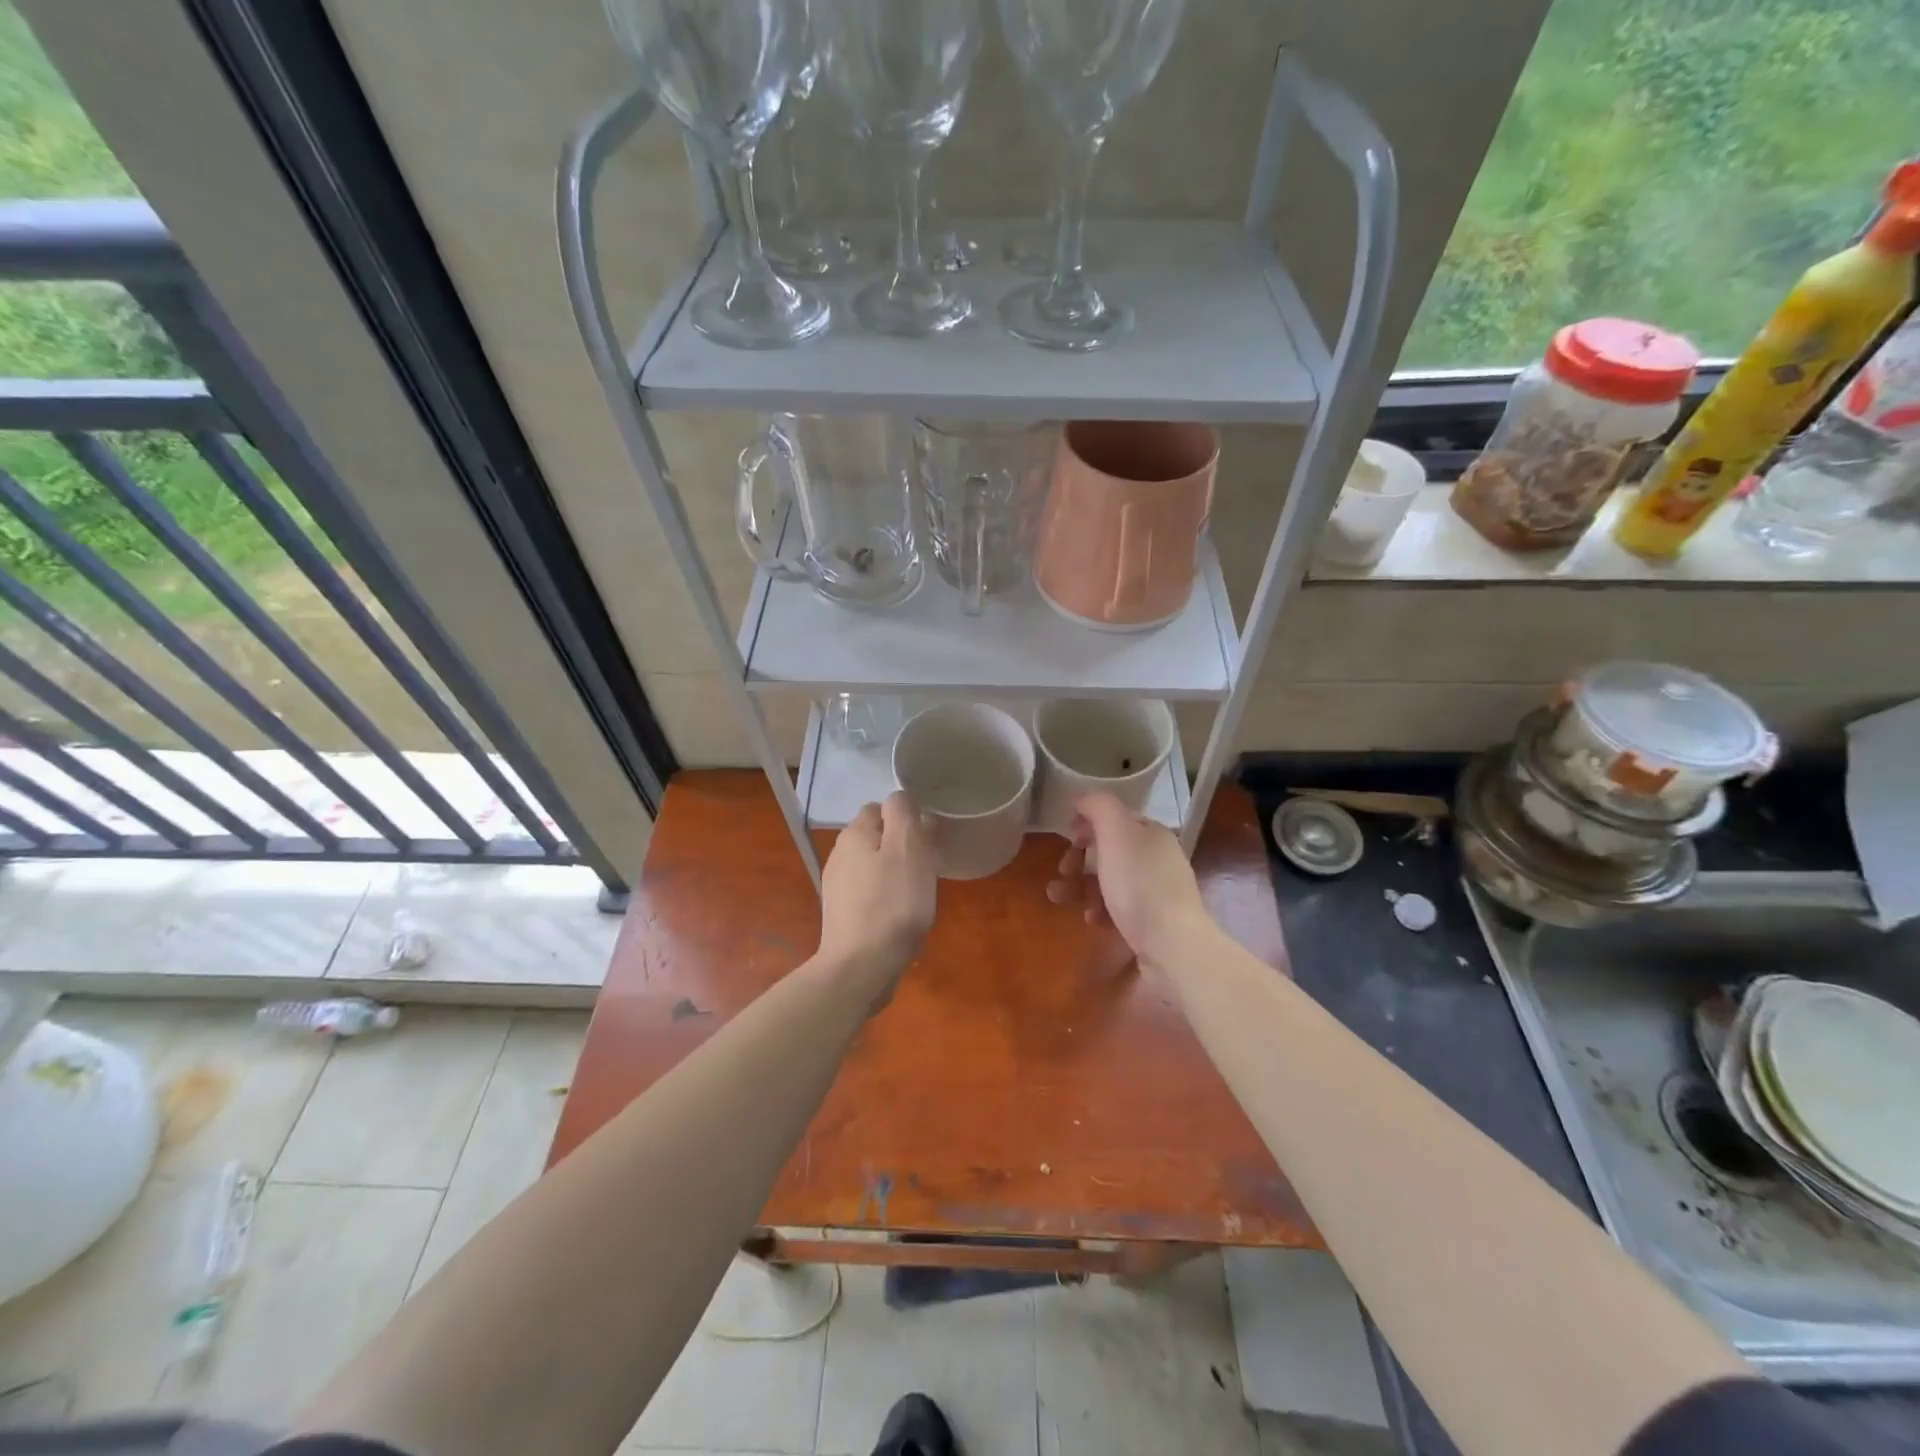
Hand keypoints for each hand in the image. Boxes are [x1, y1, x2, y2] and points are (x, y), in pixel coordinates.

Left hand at [818, 791, 935, 995]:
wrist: (861, 965)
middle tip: (927, 866)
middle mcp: (840, 854)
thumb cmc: (892, 903)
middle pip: (877, 836)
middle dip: (902, 845)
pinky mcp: (843, 913)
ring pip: (873, 865)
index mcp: (855, 834)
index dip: (906, 818)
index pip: (881, 807)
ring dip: (895, 872)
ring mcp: (838, 886)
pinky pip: (870, 892)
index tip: (928, 839)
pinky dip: (886, 896)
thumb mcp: (908, 848)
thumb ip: (903, 814)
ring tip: (917, 893)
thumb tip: (900, 797)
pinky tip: (900, 915)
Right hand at [1047, 791, 1213, 966]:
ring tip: (1059, 898)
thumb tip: (1083, 798)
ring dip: (1080, 887)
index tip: (1067, 839)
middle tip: (1062, 871)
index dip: (1087, 824)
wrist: (1173, 946)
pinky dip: (1100, 910)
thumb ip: (1099, 806)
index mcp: (1152, 834)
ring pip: (1110, 881)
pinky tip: (1092, 920)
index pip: (1115, 818)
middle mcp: (1157, 859)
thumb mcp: (1116, 833)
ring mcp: (1156, 893)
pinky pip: (1118, 909)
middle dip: (1078, 859)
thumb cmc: (1140, 885)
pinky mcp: (1152, 923)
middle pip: (1109, 851)